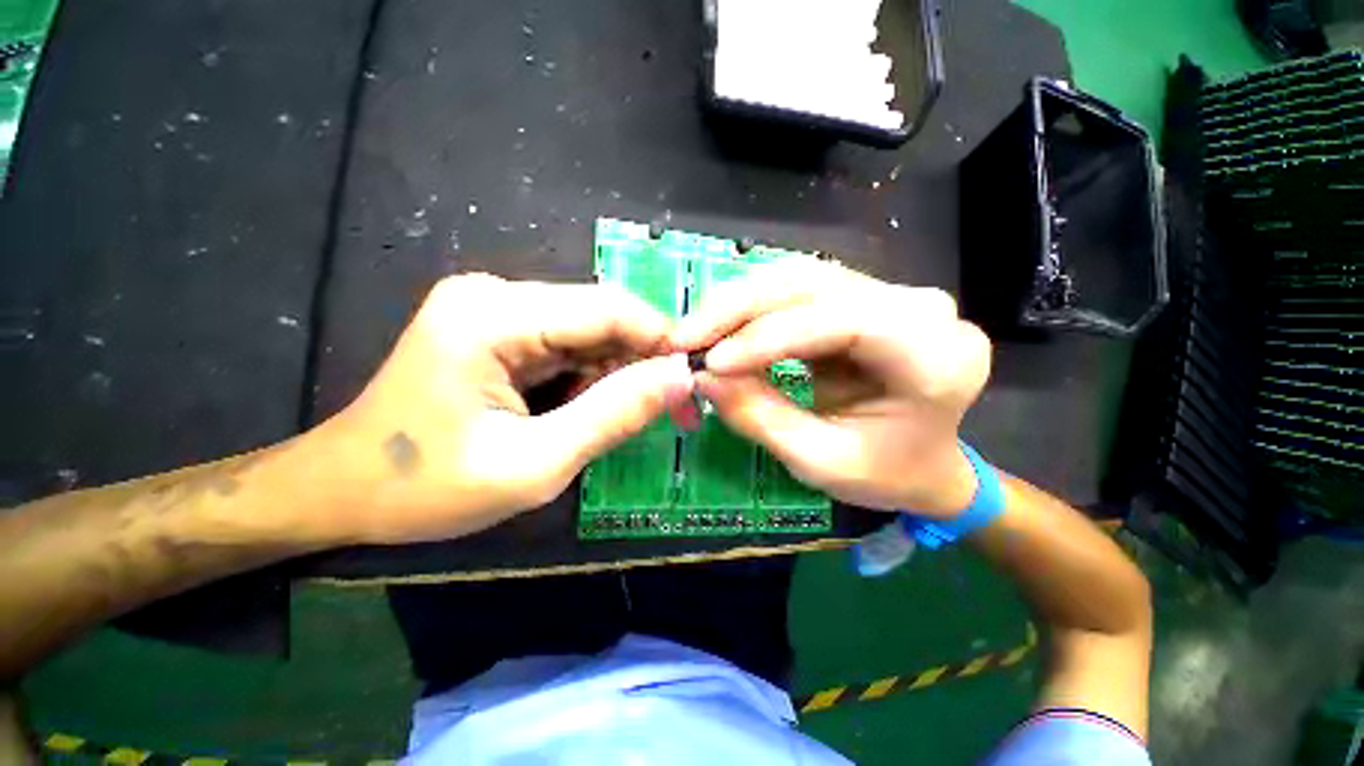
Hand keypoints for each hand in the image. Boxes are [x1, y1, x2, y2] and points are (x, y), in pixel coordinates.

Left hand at [313, 274, 693, 543]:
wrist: (347, 488)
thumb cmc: (427, 488)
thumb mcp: (529, 465)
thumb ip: (610, 416)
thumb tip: (683, 379)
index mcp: (493, 313)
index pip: (607, 307)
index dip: (663, 343)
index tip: (698, 391)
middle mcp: (486, 292)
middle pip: (589, 315)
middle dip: (632, 365)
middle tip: (668, 421)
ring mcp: (475, 306)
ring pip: (569, 330)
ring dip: (599, 375)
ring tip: (610, 429)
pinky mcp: (471, 326)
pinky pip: (541, 342)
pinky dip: (566, 378)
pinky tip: (567, 417)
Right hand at [673, 261, 990, 517]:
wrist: (933, 465)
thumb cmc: (891, 475)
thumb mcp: (825, 462)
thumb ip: (764, 417)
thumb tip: (700, 375)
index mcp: (935, 357)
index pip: (842, 320)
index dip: (770, 335)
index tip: (708, 361)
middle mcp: (926, 309)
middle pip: (821, 283)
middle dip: (745, 307)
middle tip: (685, 337)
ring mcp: (903, 294)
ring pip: (810, 275)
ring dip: (747, 300)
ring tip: (699, 330)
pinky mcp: (878, 294)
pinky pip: (811, 286)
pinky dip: (764, 305)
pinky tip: (728, 325)